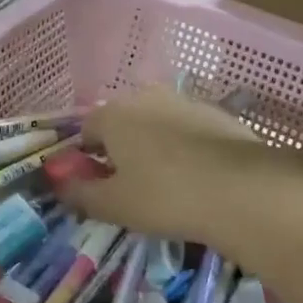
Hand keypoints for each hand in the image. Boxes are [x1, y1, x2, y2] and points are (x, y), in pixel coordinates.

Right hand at [59, 89, 270, 244]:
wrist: (243, 190)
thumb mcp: (114, 205)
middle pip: (122, 123)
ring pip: (157, 124)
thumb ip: (80, 194)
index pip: (86, 130)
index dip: (86, 159)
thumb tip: (59, 186)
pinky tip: (198, 177)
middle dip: (121, 149)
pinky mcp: (218, 114)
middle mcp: (145, 97)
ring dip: (154, 147)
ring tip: (168, 184)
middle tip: (132, 187)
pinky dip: (186, 148)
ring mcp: (185, 101)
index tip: (98, 186)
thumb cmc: (165, 196)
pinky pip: (188, 130)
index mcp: (113, 114)